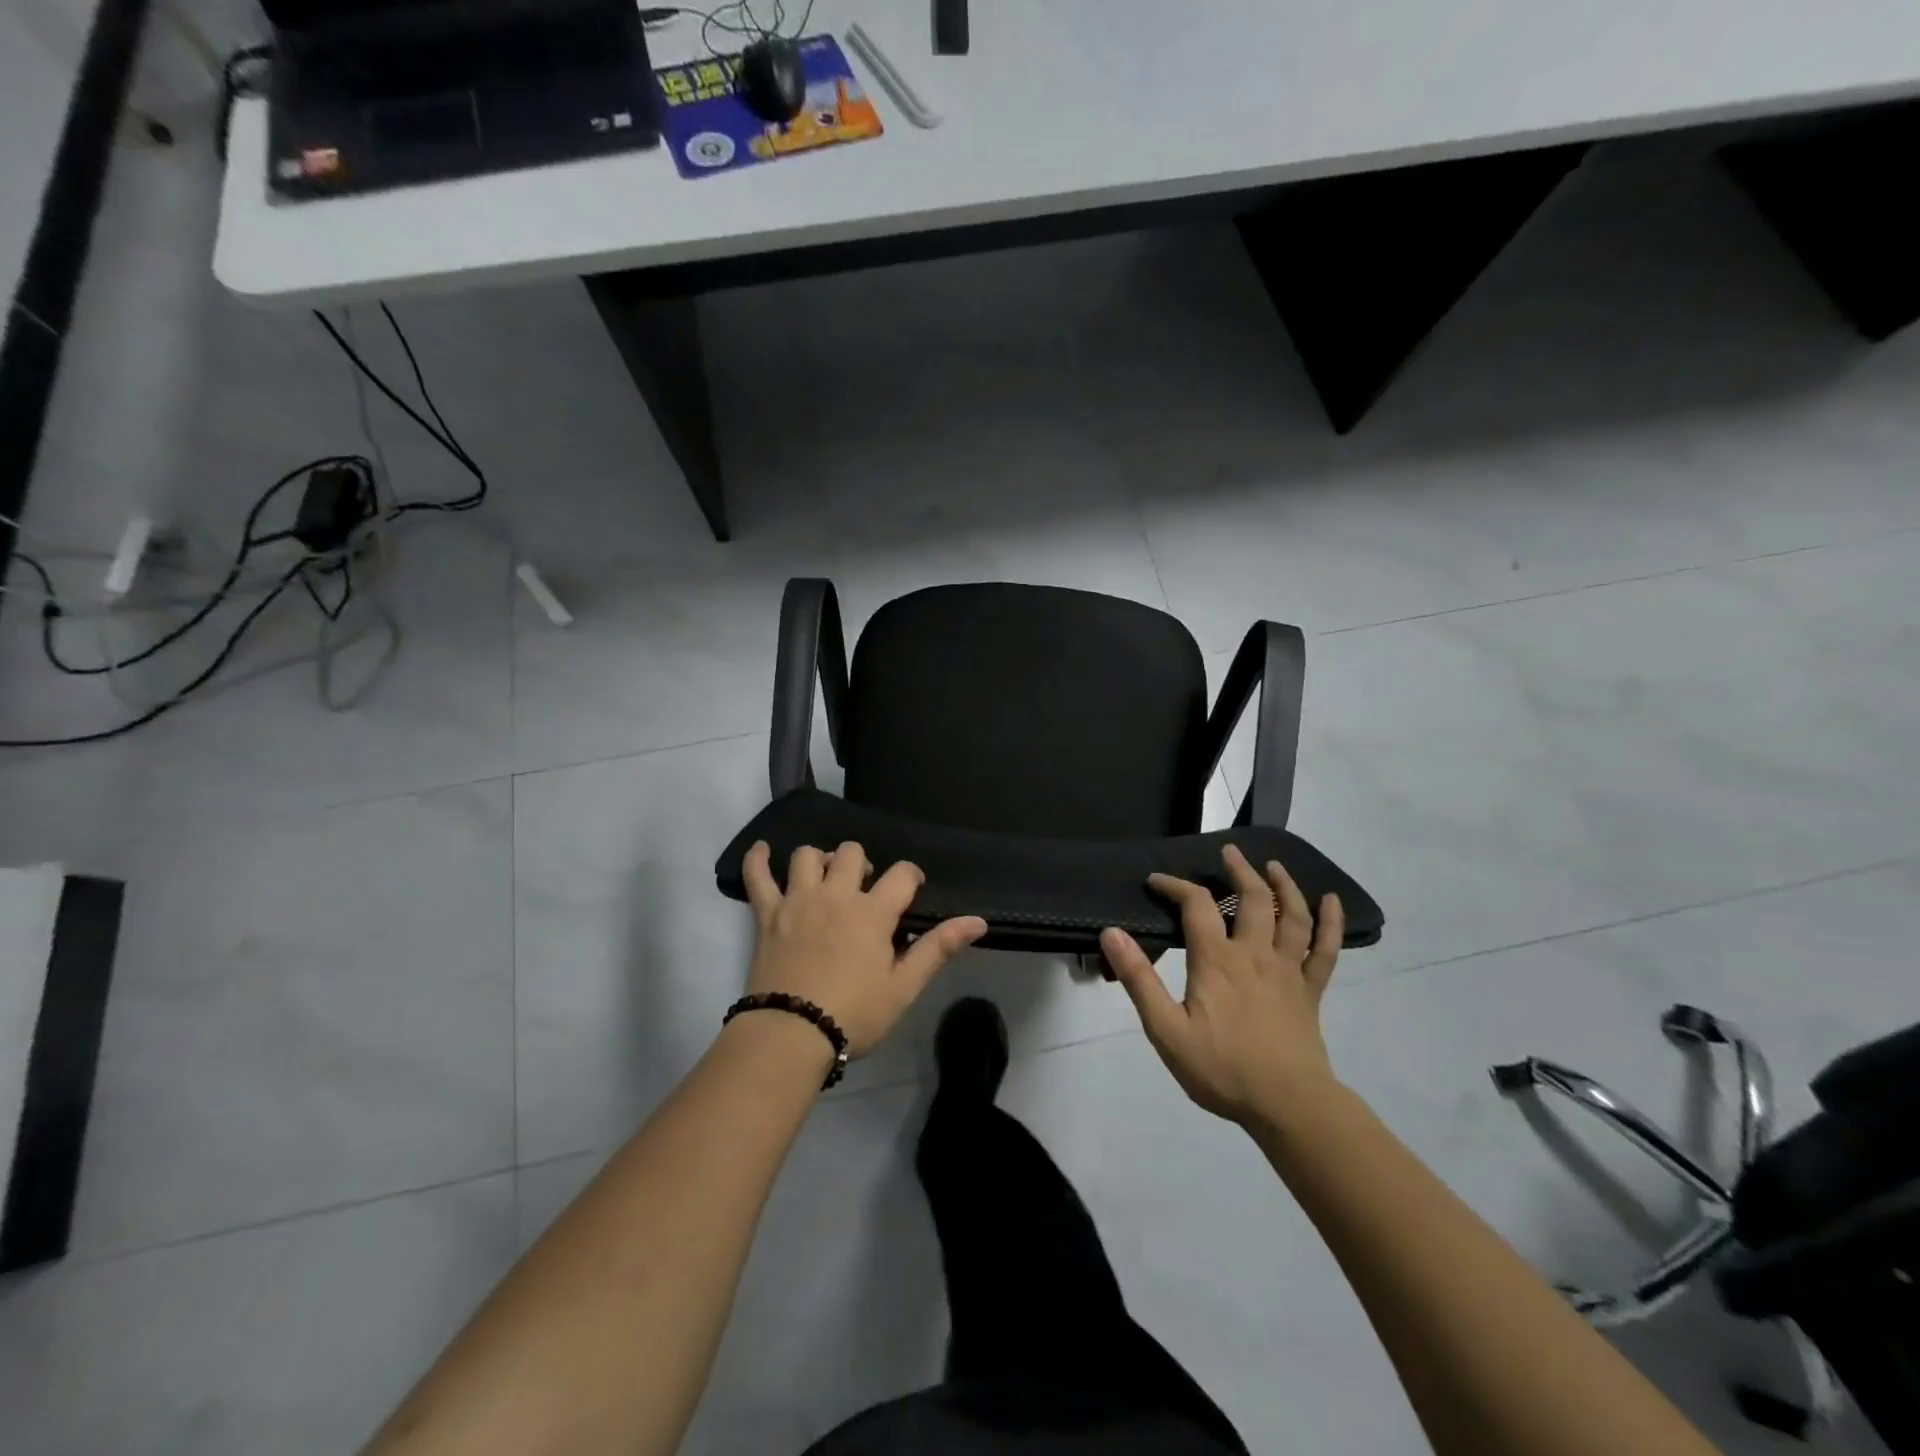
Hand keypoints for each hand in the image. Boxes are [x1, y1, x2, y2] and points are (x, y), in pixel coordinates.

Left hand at [741, 840, 986, 1057]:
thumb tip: (978, 921)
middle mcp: (835, 895)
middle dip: (863, 864)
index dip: (911, 877)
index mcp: (872, 912)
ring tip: (825, 880)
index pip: (902, 873)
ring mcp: (797, 901)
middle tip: (864, 890)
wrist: (790, 1035)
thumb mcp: (904, 988)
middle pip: (852, 852)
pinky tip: (762, 851)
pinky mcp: (767, 914)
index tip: (911, 891)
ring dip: (820, 861)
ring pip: (807, 855)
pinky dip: (757, 859)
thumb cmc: (854, 1015)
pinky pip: (756, 876)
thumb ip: (938, 948)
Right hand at [1101, 844, 1344, 1125]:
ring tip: (1273, 866)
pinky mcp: (1311, 990)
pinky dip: (1331, 921)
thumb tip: (1111, 934)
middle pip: (1252, 899)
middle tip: (1228, 852)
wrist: (1288, 1106)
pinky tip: (1331, 901)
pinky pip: (1326, 949)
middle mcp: (1255, 953)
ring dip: (1283, 885)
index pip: (1196, 905)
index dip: (1175, 885)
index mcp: (1217, 960)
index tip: (1156, 880)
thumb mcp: (1166, 1029)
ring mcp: (1288, 970)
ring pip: (1291, 915)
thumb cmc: (1222, 1069)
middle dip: (1238, 871)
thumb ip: (1139, 979)